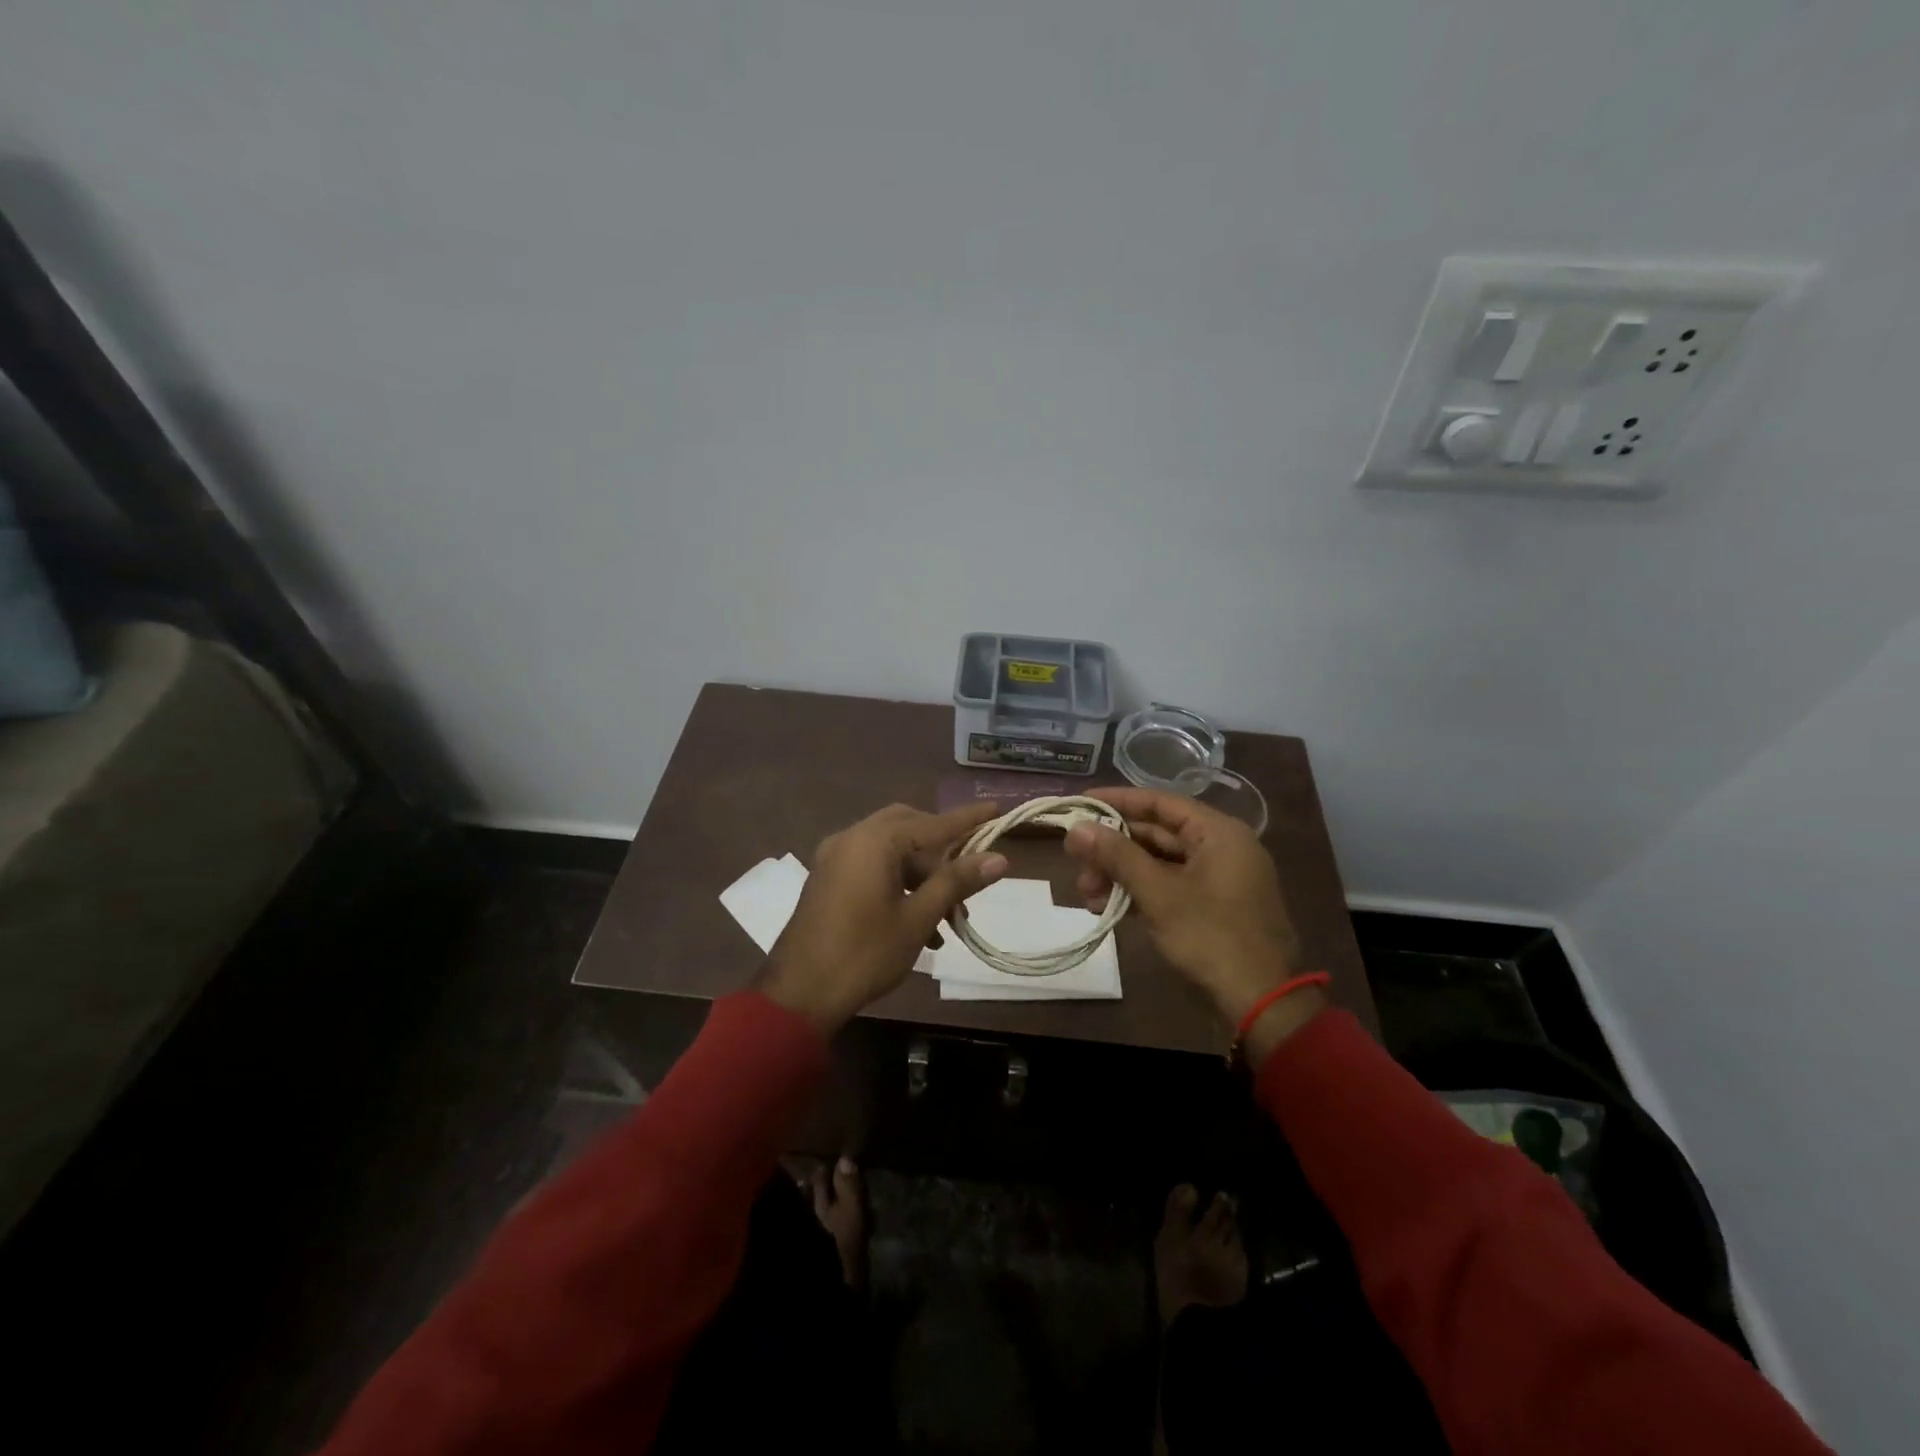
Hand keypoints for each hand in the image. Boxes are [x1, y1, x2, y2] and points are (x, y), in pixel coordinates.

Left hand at [757, 802, 1006, 1034]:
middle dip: (941, 852)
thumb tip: (998, 858)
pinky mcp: (828, 878)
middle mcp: (852, 838)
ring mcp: (835, 857)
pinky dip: (897, 882)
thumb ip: (956, 882)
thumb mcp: (918, 918)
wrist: (799, 994)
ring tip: (947, 917)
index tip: (997, 809)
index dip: (968, 820)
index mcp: (875, 841)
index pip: (933, 823)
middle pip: (909, 828)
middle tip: (966, 879)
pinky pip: (871, 865)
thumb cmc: (864, 953)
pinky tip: (918, 923)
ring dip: (921, 875)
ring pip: (890, 850)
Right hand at [1064, 787, 1313, 1032]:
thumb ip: (1117, 856)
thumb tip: (1076, 828)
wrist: (1262, 1002)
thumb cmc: (1212, 937)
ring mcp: (1217, 879)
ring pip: (1159, 863)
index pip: (1160, 802)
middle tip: (1075, 861)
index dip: (1117, 801)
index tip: (1080, 803)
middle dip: (1113, 848)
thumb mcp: (1159, 894)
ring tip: (1087, 895)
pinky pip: (1169, 886)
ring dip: (1121, 874)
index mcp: (1218, 833)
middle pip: (1156, 834)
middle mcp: (1220, 848)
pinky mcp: (1212, 906)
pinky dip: (1139, 893)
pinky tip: (1107, 908)